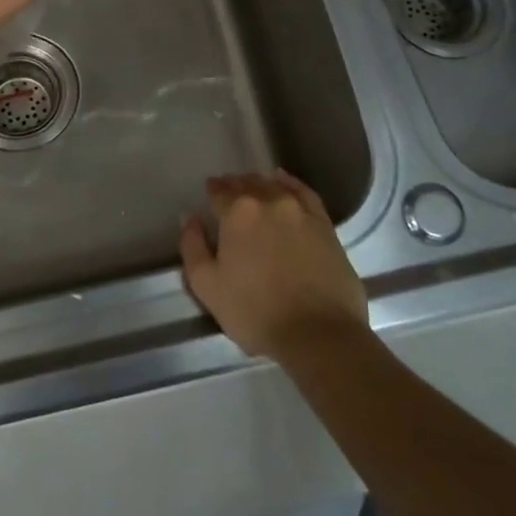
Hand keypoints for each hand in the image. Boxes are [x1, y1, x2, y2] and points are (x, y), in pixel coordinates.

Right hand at [179, 170, 367, 360]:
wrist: (319, 334)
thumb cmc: (255, 312)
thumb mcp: (207, 285)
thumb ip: (192, 247)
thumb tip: (190, 218)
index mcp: (237, 212)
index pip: (219, 191)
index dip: (212, 191)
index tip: (208, 193)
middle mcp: (269, 201)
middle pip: (247, 184)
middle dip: (234, 186)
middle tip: (228, 194)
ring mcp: (300, 210)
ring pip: (274, 186)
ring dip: (259, 185)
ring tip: (252, 190)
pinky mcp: (325, 224)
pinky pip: (304, 192)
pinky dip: (290, 183)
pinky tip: (284, 182)